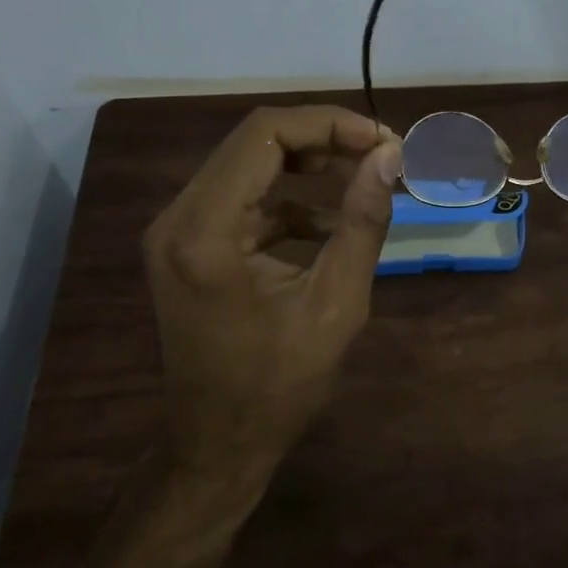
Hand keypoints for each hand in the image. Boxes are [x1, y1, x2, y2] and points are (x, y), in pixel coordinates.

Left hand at [143, 105, 401, 472]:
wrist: (217, 444)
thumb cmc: (279, 386)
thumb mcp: (337, 305)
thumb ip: (364, 223)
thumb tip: (390, 156)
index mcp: (206, 231)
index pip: (265, 135)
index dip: (330, 124)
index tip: (384, 141)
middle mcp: (178, 217)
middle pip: (254, 142)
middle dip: (324, 139)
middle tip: (381, 155)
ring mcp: (177, 230)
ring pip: (249, 165)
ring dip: (308, 166)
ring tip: (364, 180)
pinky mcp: (188, 244)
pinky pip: (243, 199)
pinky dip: (289, 201)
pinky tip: (330, 227)